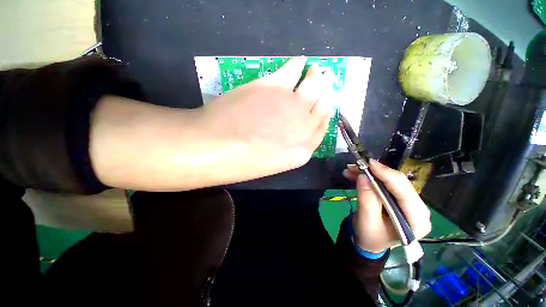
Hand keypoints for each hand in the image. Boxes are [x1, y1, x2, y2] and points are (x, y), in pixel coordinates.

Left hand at [199, 56, 332, 178]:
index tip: (324, 106)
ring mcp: (292, 103)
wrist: (215, 146)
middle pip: (322, 105)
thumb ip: (286, 147)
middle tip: (323, 84)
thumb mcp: (270, 163)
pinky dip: (298, 64)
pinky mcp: (274, 85)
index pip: (321, 128)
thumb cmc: (240, 163)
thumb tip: (289, 131)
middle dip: (324, 94)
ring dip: (316, 76)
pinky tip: (299, 62)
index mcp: (302, 151)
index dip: (323, 116)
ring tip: (313, 70)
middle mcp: (304, 126)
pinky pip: (293, 69)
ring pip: (314, 84)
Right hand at [343, 160, 430, 252]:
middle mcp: (418, 210)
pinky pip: (385, 182)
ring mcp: (410, 203)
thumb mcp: (366, 220)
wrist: (370, 241)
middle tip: (356, 165)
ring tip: (351, 170)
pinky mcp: (400, 198)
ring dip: (370, 173)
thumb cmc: (369, 236)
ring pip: (391, 180)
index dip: (387, 175)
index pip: (405, 193)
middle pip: (399, 183)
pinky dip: (370, 177)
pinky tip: (355, 175)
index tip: (369, 164)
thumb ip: (366, 199)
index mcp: (416, 221)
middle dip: (376, 172)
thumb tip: (364, 176)